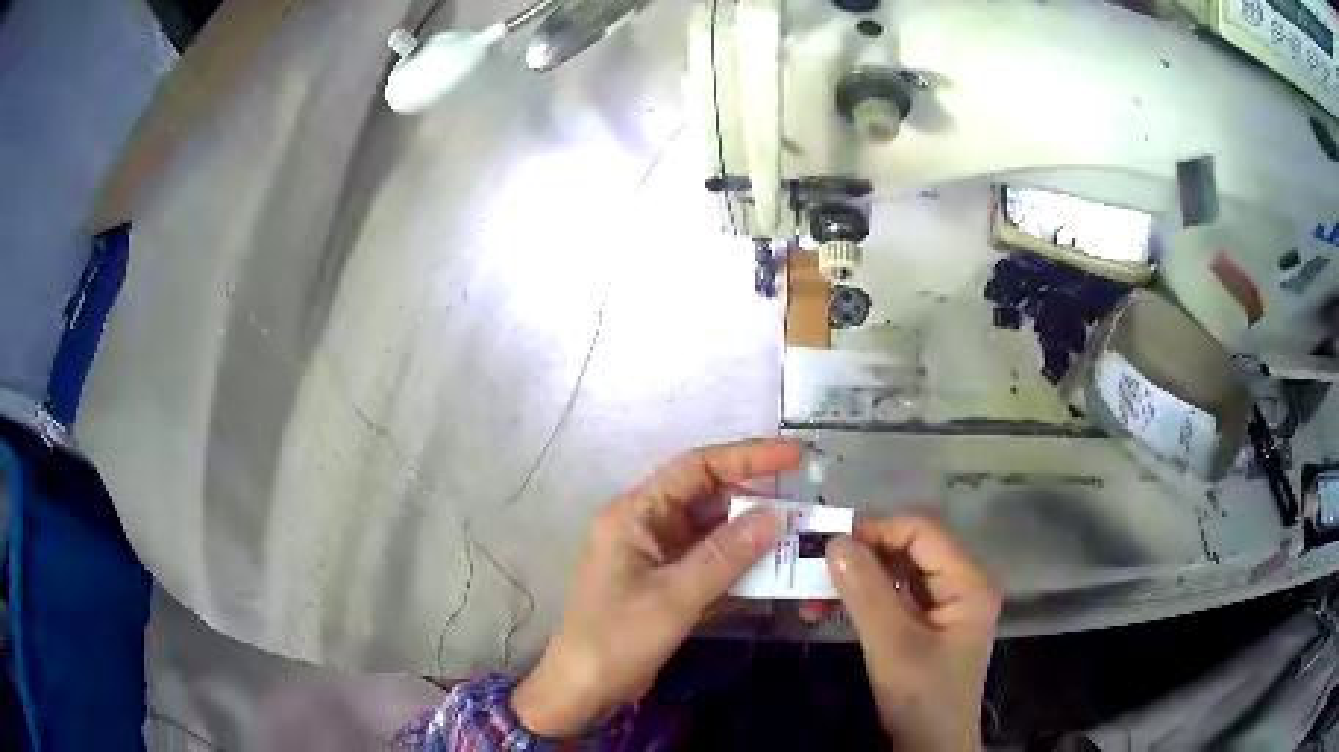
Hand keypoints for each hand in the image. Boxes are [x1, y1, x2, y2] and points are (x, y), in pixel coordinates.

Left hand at [511, 439, 801, 737]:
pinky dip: (739, 566)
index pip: (696, 468)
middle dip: (756, 503)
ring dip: (752, 539)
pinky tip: (772, 575)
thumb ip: (724, 556)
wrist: (585, 689)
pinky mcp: (667, 582)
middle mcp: (646, 525)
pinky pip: (709, 562)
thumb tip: (774, 517)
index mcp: (635, 514)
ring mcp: (657, 555)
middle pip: (708, 498)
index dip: (747, 456)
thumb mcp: (673, 598)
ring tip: (798, 542)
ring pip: (713, 532)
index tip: (794, 457)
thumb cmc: (617, 639)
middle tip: (804, 512)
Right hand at [826, 516, 1000, 750]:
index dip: (878, 530)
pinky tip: (831, 611)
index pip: (923, 534)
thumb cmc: (921, 696)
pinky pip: (893, 601)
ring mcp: (943, 609)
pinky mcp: (925, 629)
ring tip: (813, 596)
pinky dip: (862, 602)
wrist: (930, 748)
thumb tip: (835, 540)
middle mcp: (960, 587)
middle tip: (814, 569)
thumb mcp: (893, 645)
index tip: (829, 542)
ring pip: (896, 577)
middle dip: (860, 559)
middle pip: (909, 553)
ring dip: (856, 582)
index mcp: (967, 583)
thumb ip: (867, 592)